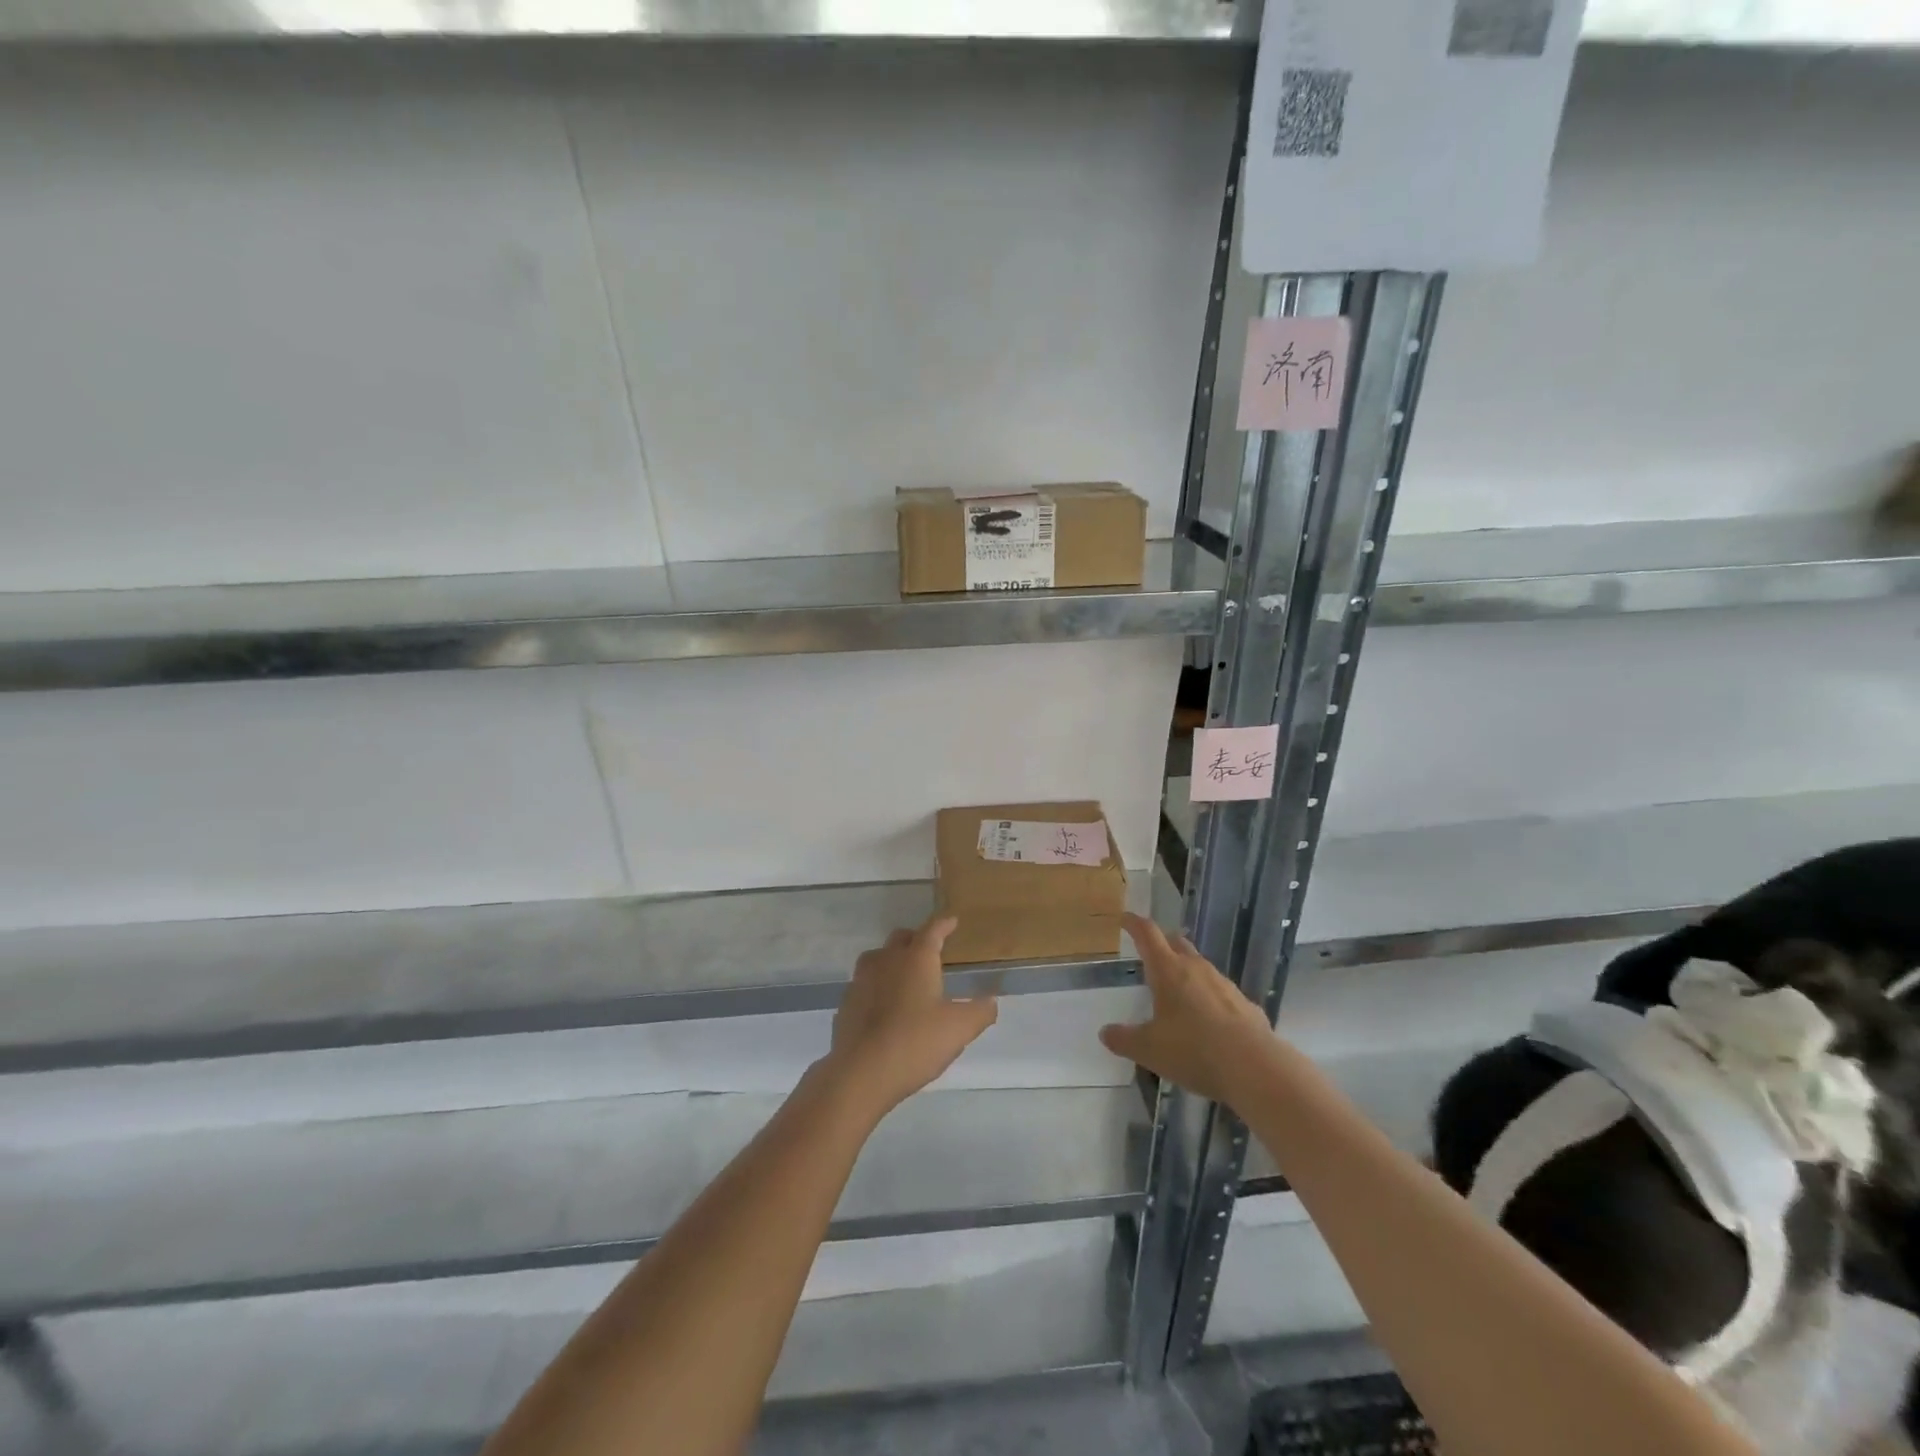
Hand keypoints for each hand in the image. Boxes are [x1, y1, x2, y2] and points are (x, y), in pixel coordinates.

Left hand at [824, 916, 998, 1117]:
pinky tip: (883, 1006)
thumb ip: (980, 1011)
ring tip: (903, 976)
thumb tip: (991, 1000)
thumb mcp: (959, 1029)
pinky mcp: (846, 1004)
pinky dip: (875, 988)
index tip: (951, 920)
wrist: (861, 1072)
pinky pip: (864, 985)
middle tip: (929, 950)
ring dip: (891, 961)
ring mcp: (861, 980)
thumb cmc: (916, 1041)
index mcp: (916, 959)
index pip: (932, 931)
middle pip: (900, 938)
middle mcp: (887, 960)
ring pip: (877, 958)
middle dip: (916, 939)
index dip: (944, 924)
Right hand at [1099, 913, 1276, 1106]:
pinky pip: (1221, 993)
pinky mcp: (1245, 1005)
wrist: (1254, 1068)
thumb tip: (1105, 1033)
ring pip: (1201, 968)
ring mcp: (1224, 985)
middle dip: (1163, 944)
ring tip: (1177, 992)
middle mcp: (1197, 968)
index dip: (1134, 924)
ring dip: (1187, 972)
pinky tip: (1208, 1021)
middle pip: (1177, 943)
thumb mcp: (1148, 1049)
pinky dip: (1209, 999)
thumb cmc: (1193, 1050)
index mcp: (1168, 970)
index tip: (1125, 918)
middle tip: (1151, 953)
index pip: (1148, 934)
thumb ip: (1124, 1039)